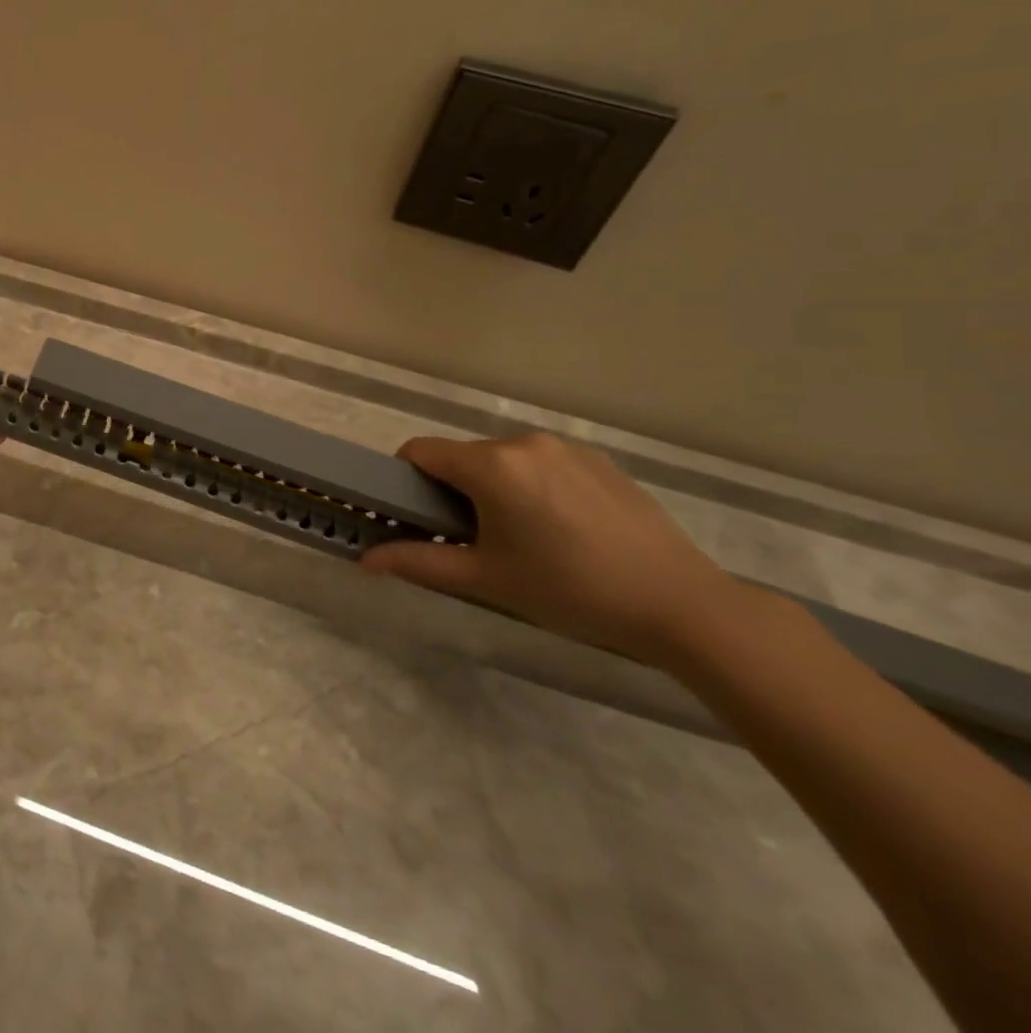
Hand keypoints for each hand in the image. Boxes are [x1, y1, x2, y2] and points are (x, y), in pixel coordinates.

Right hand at [359, 432, 744, 664]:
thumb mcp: (486, 580)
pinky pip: (542, 463)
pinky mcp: (598, 459)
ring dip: (494, 488)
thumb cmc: (570, 590)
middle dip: (454, 490)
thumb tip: (365, 561)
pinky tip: (562, 529)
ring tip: (523, 538)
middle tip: (473, 540)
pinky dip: (533, 486)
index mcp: (491, 465)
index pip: (420, 451)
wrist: (681, 604)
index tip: (418, 517)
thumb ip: (419, 563)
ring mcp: (565, 447)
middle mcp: (523, 442)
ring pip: (502, 459)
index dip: (405, 480)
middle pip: (462, 456)